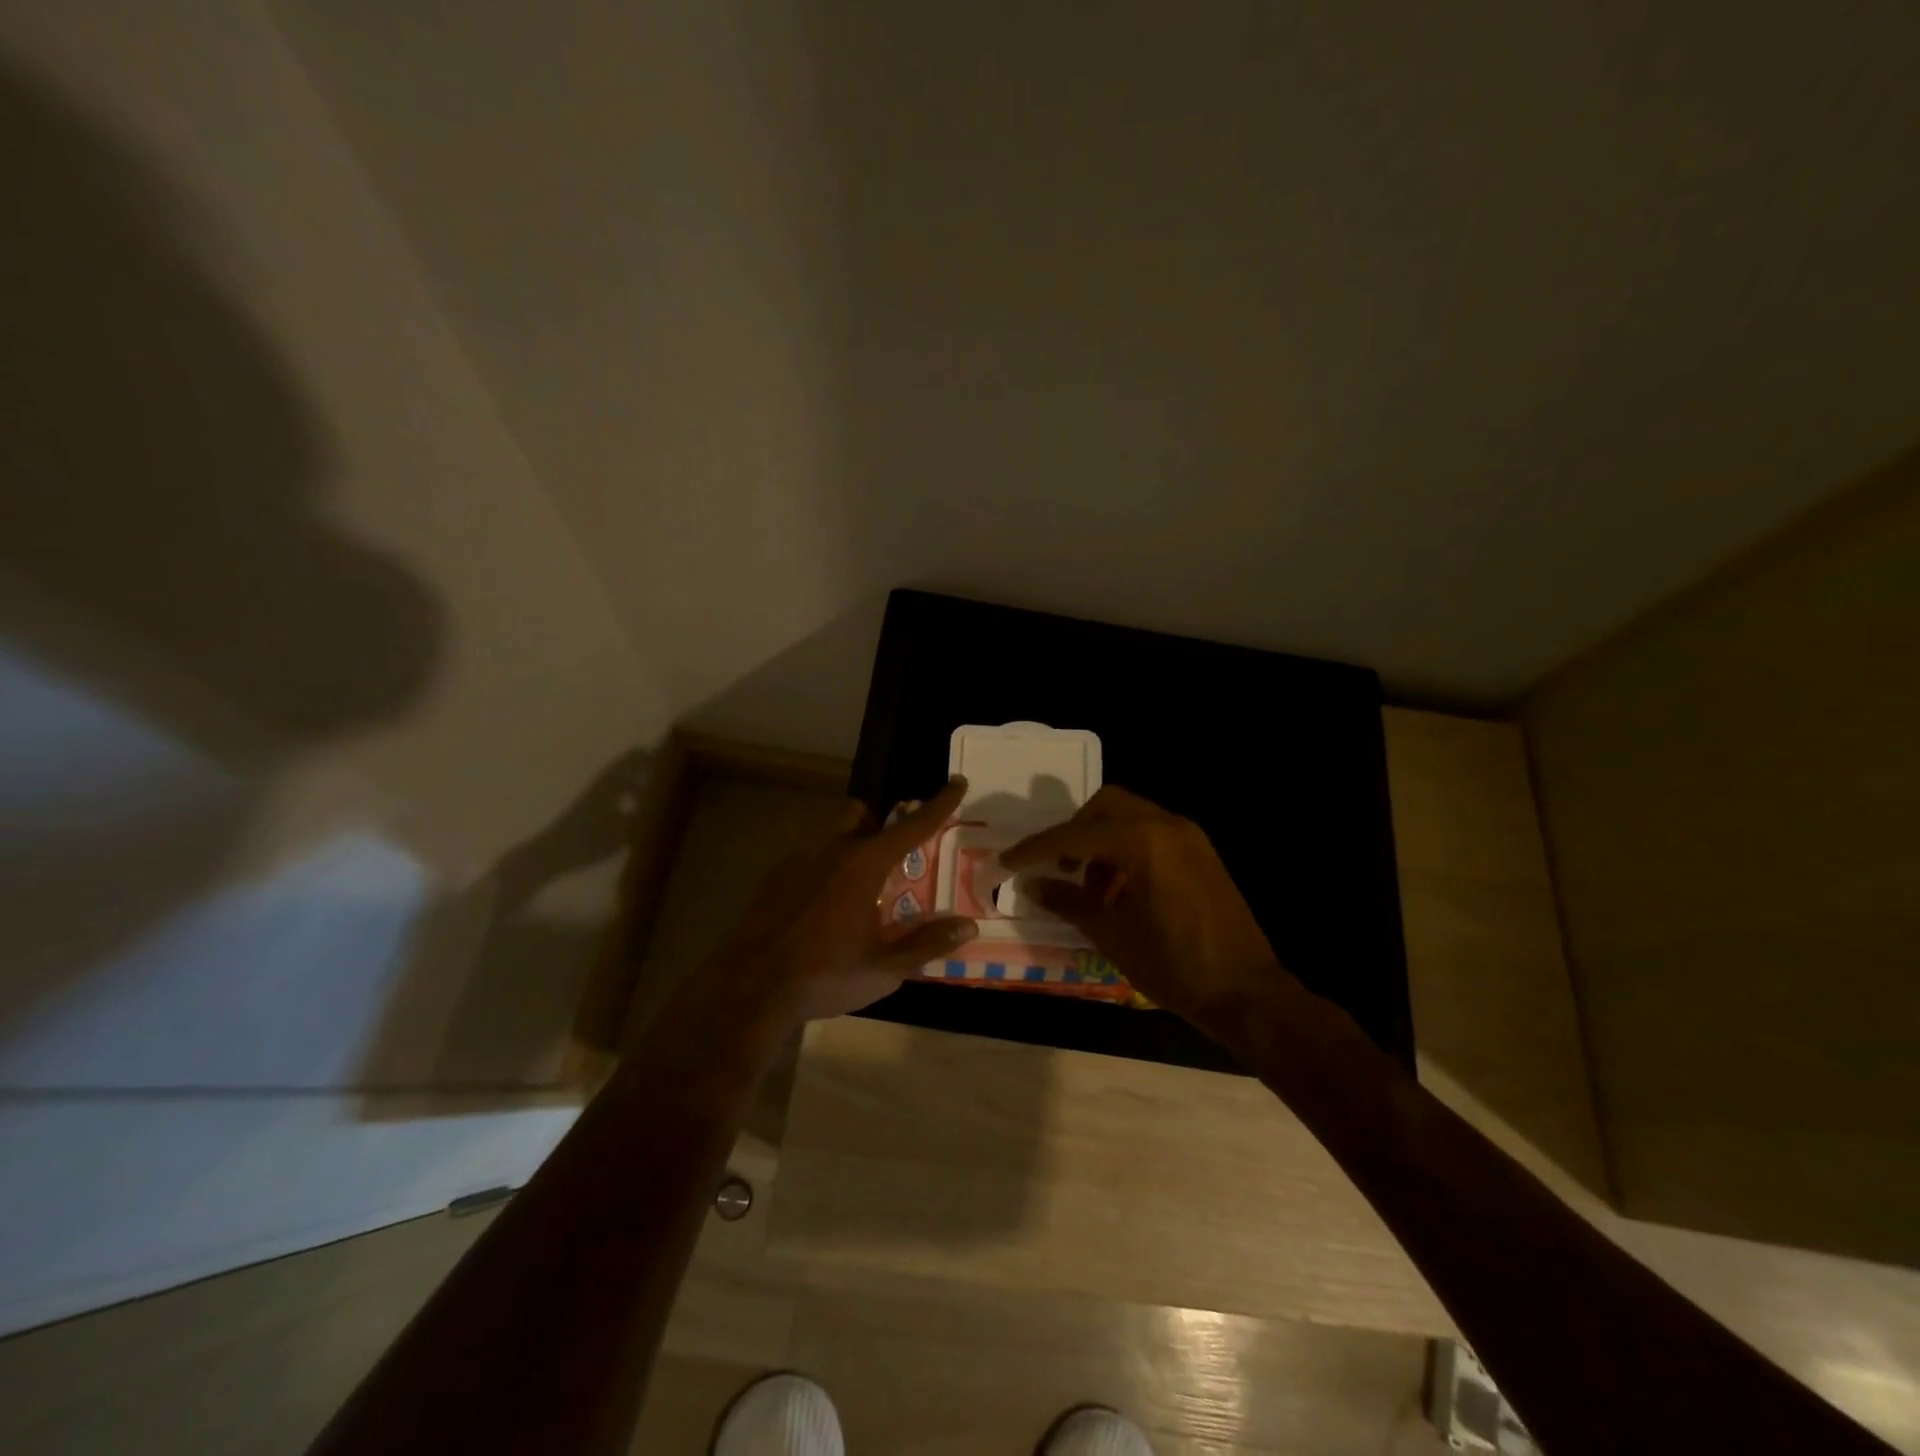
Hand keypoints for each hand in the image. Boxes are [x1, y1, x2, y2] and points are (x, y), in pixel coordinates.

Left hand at [714, 776, 978, 1025]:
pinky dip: (823, 872)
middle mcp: (833, 851)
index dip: (940, 804)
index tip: (958, 782)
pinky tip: (821, 910)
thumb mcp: (884, 968)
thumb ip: (927, 944)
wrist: (750, 988)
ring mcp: (798, 861)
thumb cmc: (825, 975)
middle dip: (880, 822)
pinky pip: (808, 860)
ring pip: (831, 834)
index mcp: (865, 865)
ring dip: (850, 845)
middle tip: (892, 857)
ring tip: (857, 889)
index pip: (912, 826)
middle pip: (861, 814)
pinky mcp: (774, 877)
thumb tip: (967, 926)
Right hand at [999, 785, 1287, 1033]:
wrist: (1246, 992)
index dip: (1037, 848)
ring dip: (1102, 841)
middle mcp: (1168, 826)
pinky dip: (1128, 849)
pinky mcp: (1202, 853)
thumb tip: (1031, 885)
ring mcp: (1189, 837)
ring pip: (1131, 817)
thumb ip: (1068, 901)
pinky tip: (1120, 891)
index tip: (1009, 861)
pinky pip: (1153, 834)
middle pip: (1107, 806)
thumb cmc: (1173, 966)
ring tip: (1090, 889)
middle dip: (1075, 831)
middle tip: (1058, 866)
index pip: (1076, 834)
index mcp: (1144, 841)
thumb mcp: (1111, 935)